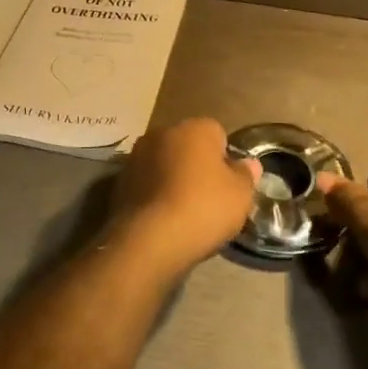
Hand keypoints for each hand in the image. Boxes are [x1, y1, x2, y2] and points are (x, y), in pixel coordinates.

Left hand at [106, 118, 258, 282]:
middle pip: (187, 146)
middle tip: (208, 198)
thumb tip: (248, 164)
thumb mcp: (240, 195)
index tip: (228, 185)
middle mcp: (162, 132)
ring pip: (164, 163)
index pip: (217, 133)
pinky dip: (154, 195)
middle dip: (196, 165)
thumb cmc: (203, 208)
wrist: (149, 240)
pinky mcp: (119, 181)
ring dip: (172, 179)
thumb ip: (246, 175)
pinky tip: (162, 219)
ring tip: (183, 212)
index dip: (225, 159)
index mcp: (195, 128)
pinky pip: (146, 183)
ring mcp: (136, 156)